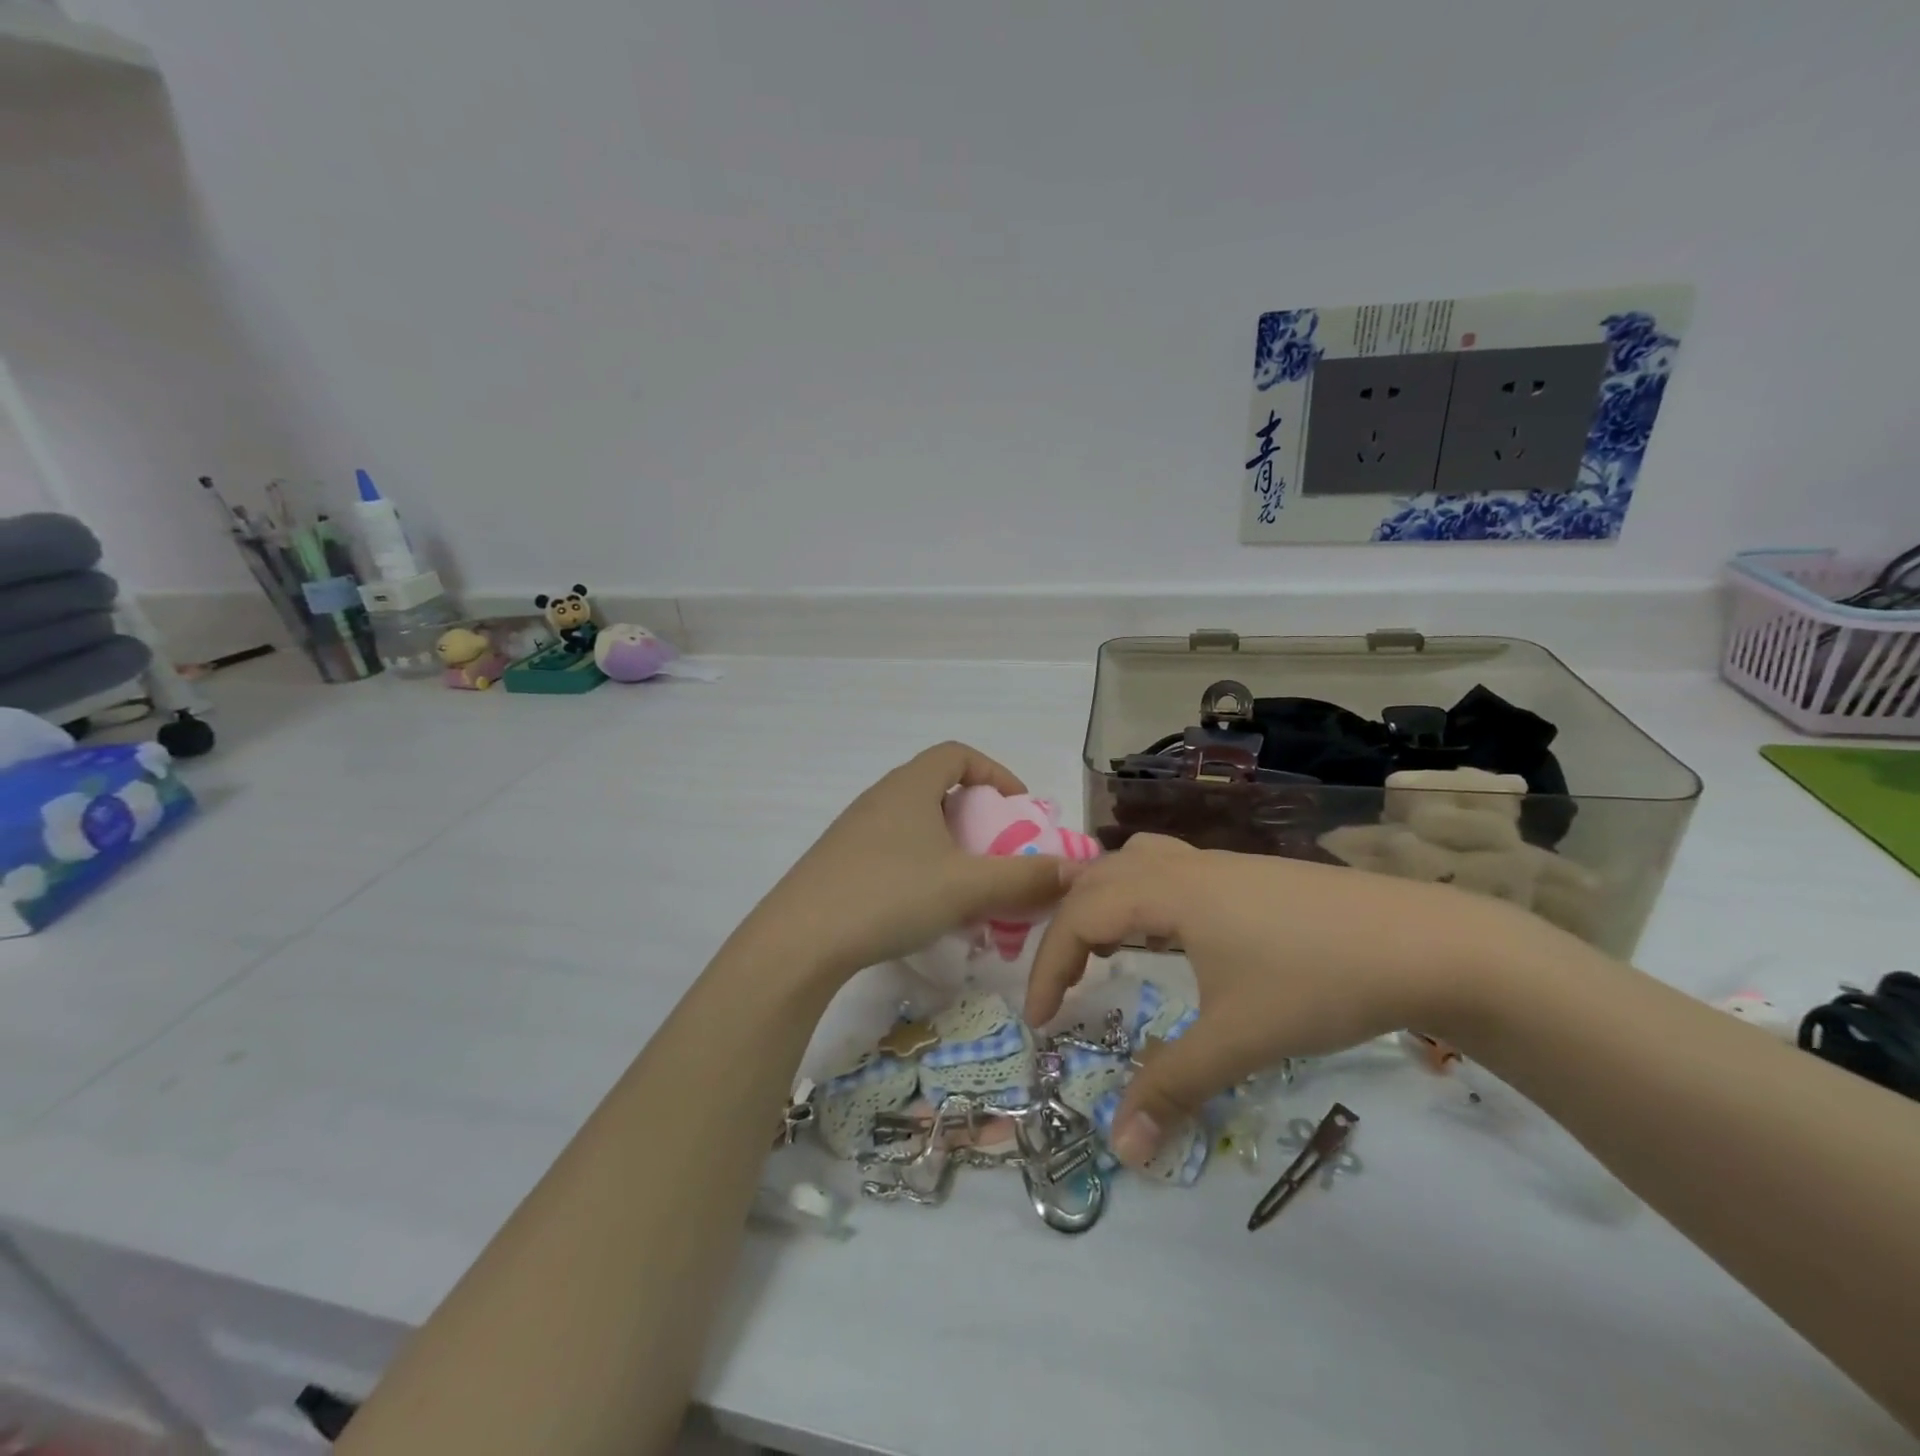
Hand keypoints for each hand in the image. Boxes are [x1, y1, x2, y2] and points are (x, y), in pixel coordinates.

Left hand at [746, 742, 1079, 985]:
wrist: (799, 942)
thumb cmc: (889, 896)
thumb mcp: (966, 887)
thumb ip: (1025, 879)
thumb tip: (1076, 871)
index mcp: (909, 786)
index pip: (956, 754)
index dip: (994, 772)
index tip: (1017, 807)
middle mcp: (880, 798)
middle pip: (936, 788)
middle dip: (976, 816)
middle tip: (997, 851)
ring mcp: (854, 831)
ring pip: (914, 823)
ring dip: (948, 846)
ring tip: (967, 885)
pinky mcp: (838, 864)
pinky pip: (892, 850)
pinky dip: (920, 866)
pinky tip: (925, 908)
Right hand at [1024, 834, 1542, 1165]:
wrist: (1426, 942)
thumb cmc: (1318, 982)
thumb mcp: (1239, 1039)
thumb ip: (1172, 1087)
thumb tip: (1120, 1149)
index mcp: (1166, 892)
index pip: (1079, 917)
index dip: (1048, 967)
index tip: (1040, 1022)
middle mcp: (1182, 866)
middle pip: (1096, 879)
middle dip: (1066, 930)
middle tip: (1062, 987)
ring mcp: (1218, 864)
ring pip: (1133, 863)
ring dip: (1104, 901)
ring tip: (1102, 947)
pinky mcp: (1247, 875)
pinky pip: (1169, 871)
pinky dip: (1142, 898)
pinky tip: (1170, 937)